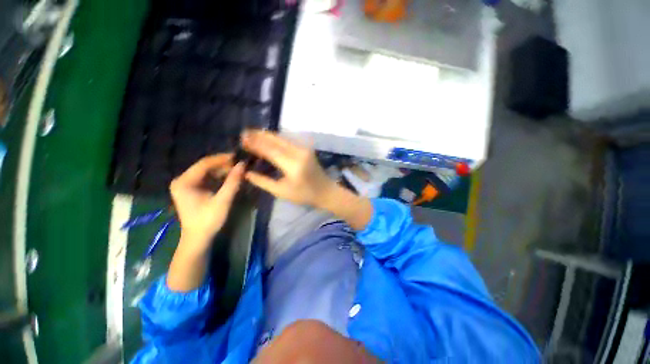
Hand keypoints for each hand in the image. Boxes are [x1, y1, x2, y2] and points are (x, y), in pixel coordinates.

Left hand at [170, 154, 243, 249]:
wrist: (198, 238)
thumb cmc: (208, 220)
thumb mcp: (223, 200)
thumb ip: (233, 181)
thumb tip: (243, 165)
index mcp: (184, 182)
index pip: (205, 163)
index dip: (223, 159)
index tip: (239, 157)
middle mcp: (182, 180)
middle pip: (205, 166)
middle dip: (224, 164)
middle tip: (241, 164)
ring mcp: (186, 184)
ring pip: (207, 171)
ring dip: (223, 170)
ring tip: (238, 169)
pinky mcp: (192, 189)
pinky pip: (207, 177)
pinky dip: (219, 176)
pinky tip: (230, 176)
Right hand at [242, 130, 373, 230]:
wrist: (325, 191)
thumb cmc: (304, 195)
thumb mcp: (281, 191)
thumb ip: (263, 181)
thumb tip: (246, 172)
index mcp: (293, 166)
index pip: (270, 150)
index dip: (255, 144)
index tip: (241, 140)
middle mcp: (299, 153)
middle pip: (276, 140)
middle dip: (259, 135)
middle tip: (243, 133)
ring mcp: (304, 149)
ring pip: (281, 138)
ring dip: (266, 135)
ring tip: (252, 134)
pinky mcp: (305, 149)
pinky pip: (287, 141)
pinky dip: (275, 139)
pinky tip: (266, 139)